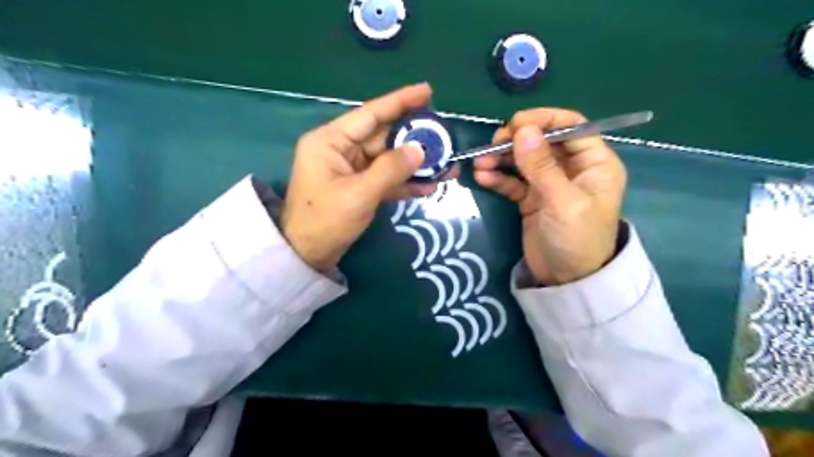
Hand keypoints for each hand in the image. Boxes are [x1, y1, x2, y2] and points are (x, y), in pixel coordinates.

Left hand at [282, 83, 444, 272]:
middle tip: (445, 138)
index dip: (400, 101)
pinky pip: (386, 179)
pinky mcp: (359, 187)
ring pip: (389, 159)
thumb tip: (420, 149)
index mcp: (331, 140)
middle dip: (415, 140)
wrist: (306, 256)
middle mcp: (341, 149)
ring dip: (415, 164)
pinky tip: (430, 186)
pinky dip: (405, 183)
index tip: (428, 91)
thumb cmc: (325, 221)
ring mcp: (351, 169)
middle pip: (384, 137)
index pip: (371, 113)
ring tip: (446, 166)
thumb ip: (391, 170)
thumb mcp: (359, 194)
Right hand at [475, 107, 623, 282]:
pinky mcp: (531, 199)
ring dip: (501, 158)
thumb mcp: (563, 202)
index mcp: (594, 163)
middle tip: (492, 144)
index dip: (544, 120)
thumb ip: (542, 166)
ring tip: (480, 162)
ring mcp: (549, 183)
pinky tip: (482, 177)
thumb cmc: (577, 240)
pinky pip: (513, 181)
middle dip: (516, 140)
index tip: (515, 124)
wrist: (567, 281)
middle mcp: (572, 168)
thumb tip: (522, 131)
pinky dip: (498, 177)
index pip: (571, 126)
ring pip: (524, 160)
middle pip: (543, 141)